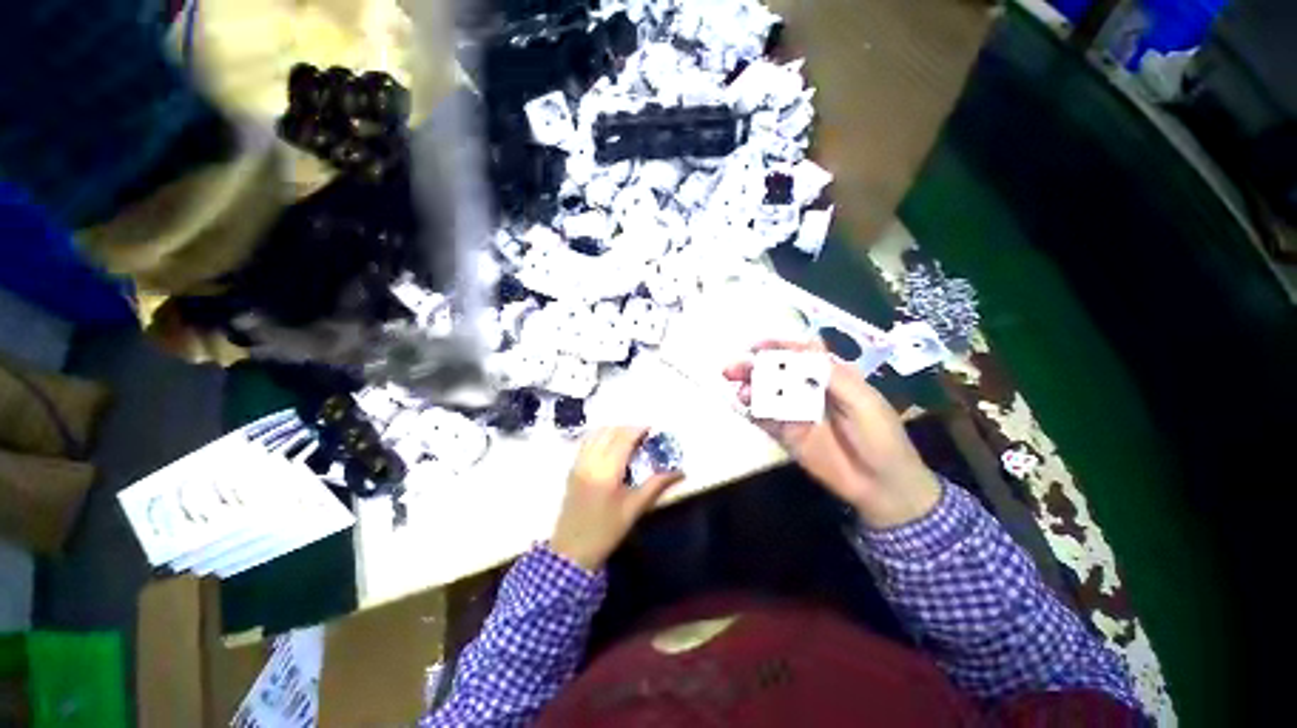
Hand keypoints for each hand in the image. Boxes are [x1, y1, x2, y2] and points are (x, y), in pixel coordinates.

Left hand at [550, 427, 684, 570]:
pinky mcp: (572, 468)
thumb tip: (679, 472)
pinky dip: (600, 436)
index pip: (623, 439)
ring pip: (596, 434)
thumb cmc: (607, 531)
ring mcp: (579, 463)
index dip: (638, 430)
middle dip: (627, 428)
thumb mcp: (635, 509)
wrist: (572, 551)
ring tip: (628, 438)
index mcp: (607, 471)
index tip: (651, 429)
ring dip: (613, 430)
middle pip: (610, 432)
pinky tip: (609, 444)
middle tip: (642, 435)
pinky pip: (586, 442)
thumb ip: (656, 485)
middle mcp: (591, 461)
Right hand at [724, 340, 940, 528]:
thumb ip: (831, 376)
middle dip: (753, 366)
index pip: (799, 353)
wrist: (881, 485)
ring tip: (738, 390)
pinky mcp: (785, 434)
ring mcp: (794, 412)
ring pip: (765, 393)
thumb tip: (796, 354)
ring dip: (748, 388)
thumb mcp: (863, 400)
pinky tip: (739, 406)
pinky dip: (749, 411)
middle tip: (732, 369)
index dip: (777, 346)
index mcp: (829, 376)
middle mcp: (807, 389)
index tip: (754, 346)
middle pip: (776, 371)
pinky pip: (763, 418)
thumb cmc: (880, 436)